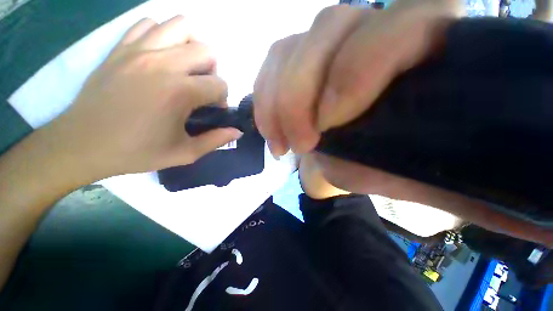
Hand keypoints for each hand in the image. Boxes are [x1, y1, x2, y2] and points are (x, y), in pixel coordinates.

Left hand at [43, 16, 241, 179]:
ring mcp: (139, 50)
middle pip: (207, 50)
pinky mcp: (120, 47)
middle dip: (212, 72)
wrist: (83, 144)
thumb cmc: (136, 152)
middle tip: (201, 89)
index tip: (212, 110)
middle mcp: (163, 63)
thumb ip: (216, 140)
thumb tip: (237, 131)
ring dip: (191, 46)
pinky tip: (160, 57)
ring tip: (185, 68)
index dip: (222, 99)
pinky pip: (150, 24)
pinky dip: (162, 35)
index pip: (220, 84)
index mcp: (179, 92)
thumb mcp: (184, 153)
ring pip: (181, 25)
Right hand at [254, 2, 552, 245]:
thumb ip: (381, 166)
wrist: (360, 159)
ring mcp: (330, 43)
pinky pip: (272, 64)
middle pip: (329, 27)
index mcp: (428, 53)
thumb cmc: (388, 168)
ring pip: (289, 47)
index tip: (327, 125)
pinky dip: (264, 101)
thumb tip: (342, 156)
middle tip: (299, 145)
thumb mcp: (395, 175)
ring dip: (275, 103)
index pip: (403, 23)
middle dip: (299, 95)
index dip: (356, 70)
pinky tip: (270, 131)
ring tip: (280, 145)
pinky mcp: (300, 58)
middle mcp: (374, 32)